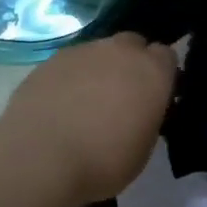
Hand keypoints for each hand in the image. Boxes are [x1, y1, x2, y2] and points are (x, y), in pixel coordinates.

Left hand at [0, 33, 176, 206]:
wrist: (40, 158)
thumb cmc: (103, 161)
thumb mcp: (144, 147)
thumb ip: (147, 117)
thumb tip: (139, 110)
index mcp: (152, 71)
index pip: (167, 56)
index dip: (161, 75)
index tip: (154, 97)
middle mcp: (120, 51)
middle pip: (133, 44)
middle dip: (131, 63)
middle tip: (122, 96)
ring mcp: (82, 52)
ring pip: (99, 52)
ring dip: (99, 70)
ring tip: (86, 104)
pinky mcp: (50, 61)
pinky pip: (70, 64)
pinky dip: (70, 79)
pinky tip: (59, 106)